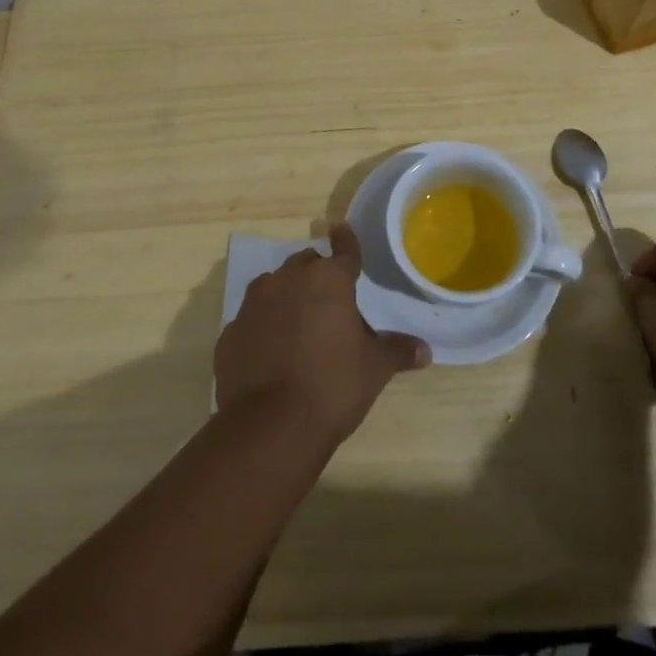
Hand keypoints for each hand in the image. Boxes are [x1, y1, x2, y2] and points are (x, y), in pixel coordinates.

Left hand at [216, 222, 430, 449]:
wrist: (268, 426)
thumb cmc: (332, 386)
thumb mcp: (374, 369)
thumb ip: (397, 351)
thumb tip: (425, 350)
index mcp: (328, 280)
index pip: (344, 250)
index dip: (347, 241)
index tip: (342, 229)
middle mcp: (288, 280)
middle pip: (306, 265)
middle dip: (317, 275)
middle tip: (330, 301)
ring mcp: (254, 304)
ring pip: (274, 286)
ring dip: (288, 297)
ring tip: (300, 325)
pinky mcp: (231, 331)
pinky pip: (253, 319)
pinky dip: (264, 327)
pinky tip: (272, 353)